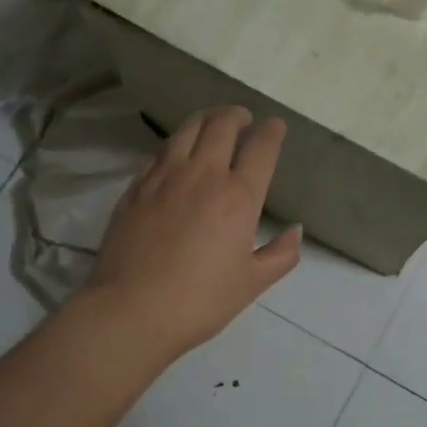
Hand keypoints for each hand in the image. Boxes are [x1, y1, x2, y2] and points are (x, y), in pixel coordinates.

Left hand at [86, 107, 300, 358]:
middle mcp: (203, 175)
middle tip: (244, 119)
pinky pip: (160, 151)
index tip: (275, 126)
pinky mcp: (136, 186)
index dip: (272, 131)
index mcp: (238, 197)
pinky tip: (178, 151)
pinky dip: (177, 142)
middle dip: (237, 115)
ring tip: (212, 124)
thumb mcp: (252, 283)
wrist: (131, 311)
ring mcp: (165, 177)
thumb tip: (295, 231)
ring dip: (206, 119)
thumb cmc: (200, 301)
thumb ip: (280, 254)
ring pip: (187, 129)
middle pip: (222, 125)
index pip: (261, 147)